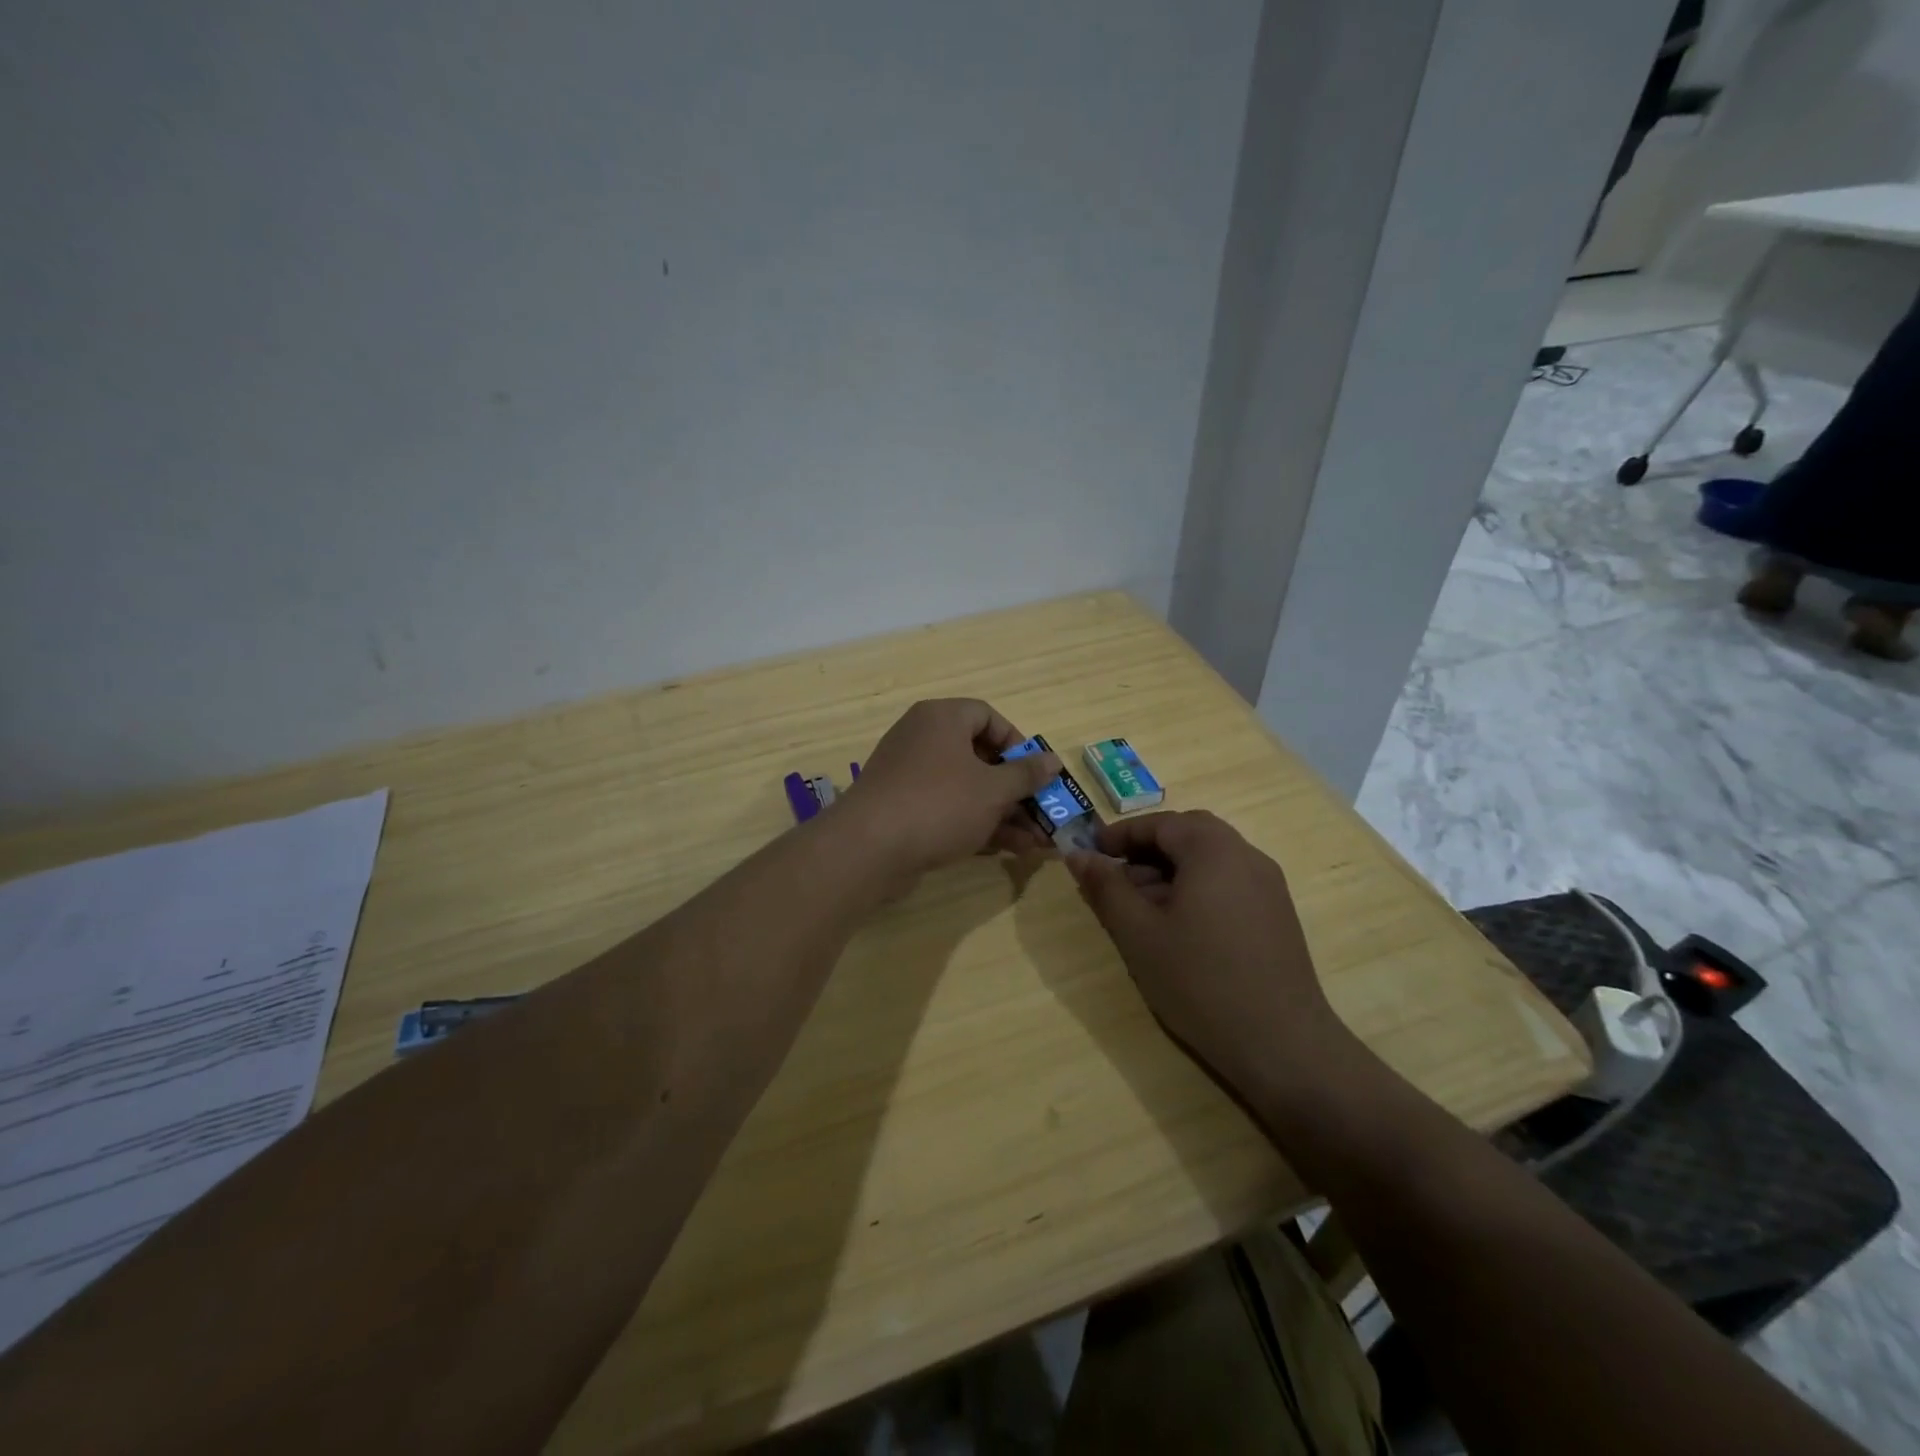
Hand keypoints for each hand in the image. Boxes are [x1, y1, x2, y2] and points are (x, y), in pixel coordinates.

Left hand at [839, 699, 1060, 878]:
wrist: (869, 848)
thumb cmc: (939, 804)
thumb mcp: (992, 790)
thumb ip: (1026, 775)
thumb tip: (1052, 761)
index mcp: (941, 719)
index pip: (987, 716)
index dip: (1017, 742)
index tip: (1035, 771)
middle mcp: (922, 739)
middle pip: (979, 756)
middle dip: (1015, 789)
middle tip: (1042, 813)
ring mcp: (909, 776)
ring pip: (966, 788)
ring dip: (1003, 813)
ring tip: (1036, 842)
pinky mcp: (902, 809)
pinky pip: (947, 808)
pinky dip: (976, 824)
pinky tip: (1007, 849)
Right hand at [1065, 811, 1350, 1096]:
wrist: (1282, 1044)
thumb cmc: (1200, 981)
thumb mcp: (1139, 934)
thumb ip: (1106, 888)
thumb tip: (1077, 855)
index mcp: (1213, 851)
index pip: (1161, 823)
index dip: (1121, 834)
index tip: (1091, 853)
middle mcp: (1246, 856)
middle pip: (1189, 834)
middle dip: (1147, 849)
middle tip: (1116, 877)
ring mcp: (1268, 886)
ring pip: (1210, 859)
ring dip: (1171, 870)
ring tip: (1140, 908)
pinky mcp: (1276, 915)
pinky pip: (1229, 882)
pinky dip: (1196, 887)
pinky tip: (1177, 928)